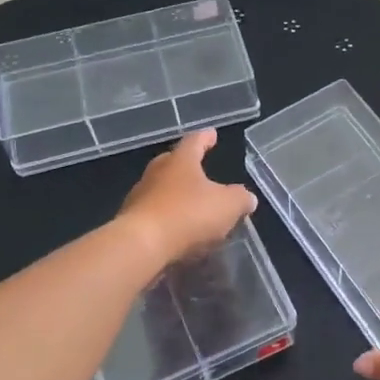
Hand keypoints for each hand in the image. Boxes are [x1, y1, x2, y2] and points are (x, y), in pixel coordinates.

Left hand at [116, 129, 257, 267]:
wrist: (142, 245)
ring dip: (177, 195)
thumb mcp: (228, 205)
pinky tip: (179, 230)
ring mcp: (140, 197)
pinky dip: (168, 218)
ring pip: (162, 189)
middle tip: (200, 168)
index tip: (212, 134)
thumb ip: (241, 199)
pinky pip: (155, 214)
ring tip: (193, 205)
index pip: (195, 141)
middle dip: (187, 165)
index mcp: (181, 161)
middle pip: (173, 163)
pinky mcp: (132, 222)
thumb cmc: (189, 215)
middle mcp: (157, 173)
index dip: (206, 138)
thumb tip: (247, 198)